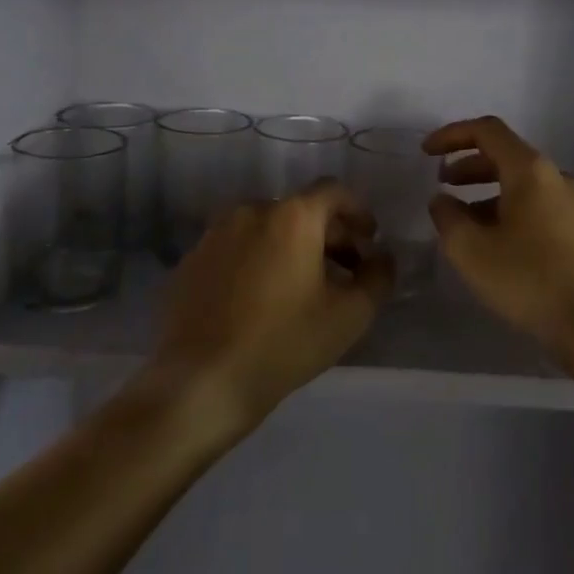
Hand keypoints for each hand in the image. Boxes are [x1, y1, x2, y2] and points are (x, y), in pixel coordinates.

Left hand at [147, 181, 391, 429]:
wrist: (199, 382)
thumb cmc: (283, 343)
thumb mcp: (349, 316)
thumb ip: (377, 278)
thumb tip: (381, 258)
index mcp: (292, 216)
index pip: (334, 191)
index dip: (358, 211)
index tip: (369, 241)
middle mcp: (251, 210)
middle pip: (300, 210)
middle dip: (329, 235)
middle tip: (345, 272)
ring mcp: (215, 234)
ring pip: (267, 229)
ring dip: (292, 247)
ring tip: (304, 288)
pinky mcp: (191, 260)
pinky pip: (237, 248)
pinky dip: (258, 261)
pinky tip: (261, 301)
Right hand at [424, 116, 573, 350]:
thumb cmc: (529, 281)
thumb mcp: (471, 251)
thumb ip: (447, 217)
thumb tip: (442, 200)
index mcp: (530, 170)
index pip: (487, 131)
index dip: (452, 135)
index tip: (426, 152)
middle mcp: (556, 176)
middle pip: (506, 154)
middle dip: (468, 165)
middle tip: (442, 184)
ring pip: (522, 182)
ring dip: (487, 190)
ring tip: (462, 218)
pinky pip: (537, 204)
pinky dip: (508, 208)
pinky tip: (494, 240)